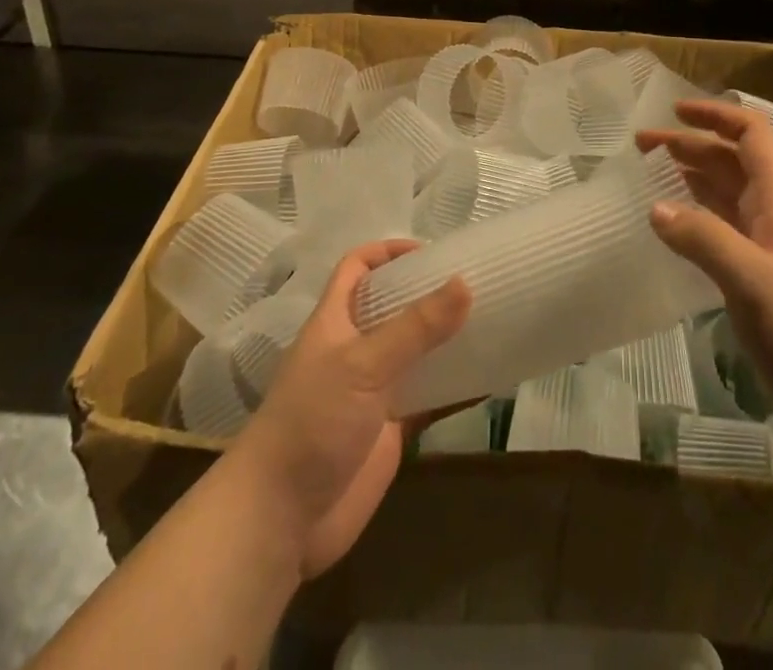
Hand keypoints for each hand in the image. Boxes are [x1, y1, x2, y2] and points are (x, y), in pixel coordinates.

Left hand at [227, 240, 469, 578]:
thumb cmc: (312, 423)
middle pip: (393, 307)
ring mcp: (373, 392)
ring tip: (492, 321)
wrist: (280, 521)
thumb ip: (415, 327)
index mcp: (335, 321)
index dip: (387, 252)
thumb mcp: (363, 365)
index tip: (430, 251)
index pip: (356, 269)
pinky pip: (430, 399)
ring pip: (416, 353)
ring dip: (447, 339)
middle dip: (428, 293)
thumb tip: (464, 283)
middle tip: (475, 282)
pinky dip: (457, 389)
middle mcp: (355, 350)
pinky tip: (490, 379)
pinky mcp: (390, 431)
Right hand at [638, 98, 772, 458]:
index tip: (674, 112)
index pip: (752, 137)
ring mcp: (765, 250)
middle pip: (730, 162)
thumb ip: (705, 240)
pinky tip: (667, 226)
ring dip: (688, 177)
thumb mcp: (755, 282)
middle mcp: (772, 217)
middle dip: (688, 146)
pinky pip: (717, 233)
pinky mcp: (755, 281)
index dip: (716, 117)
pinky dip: (691, 218)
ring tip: (646, 174)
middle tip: (640, 146)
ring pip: (722, 196)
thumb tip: (655, 208)